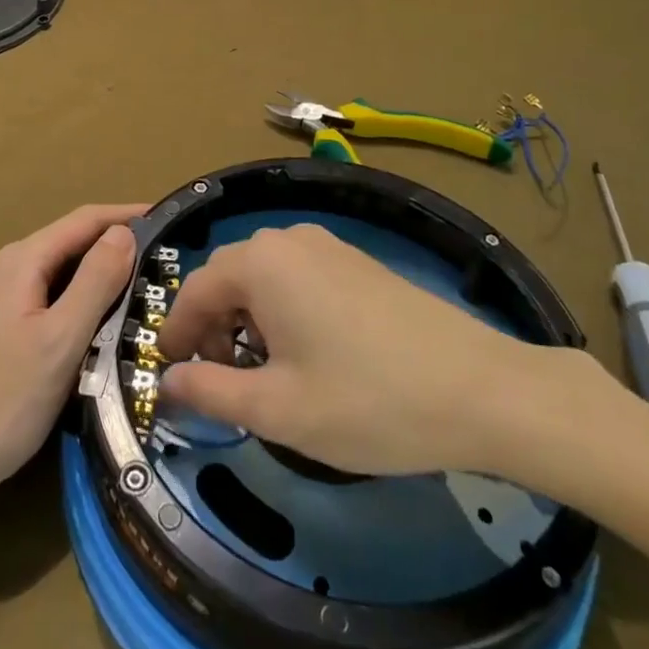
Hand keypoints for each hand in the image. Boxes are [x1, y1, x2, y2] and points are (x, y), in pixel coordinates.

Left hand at [0, 203, 144, 514]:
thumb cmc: (1, 402)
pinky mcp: (6, 326)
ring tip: (152, 287)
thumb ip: (95, 282)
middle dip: (121, 244)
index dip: (129, 215)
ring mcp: (6, 297)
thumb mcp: (59, 340)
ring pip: (67, 272)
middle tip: (170, 259)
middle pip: (76, 242)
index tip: (172, 220)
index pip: (86, 219)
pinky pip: (56, 297)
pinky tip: (111, 321)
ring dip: (106, 274)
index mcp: (24, 260)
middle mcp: (13, 267)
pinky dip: (88, 300)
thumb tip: (125, 233)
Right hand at [158, 223, 621, 489]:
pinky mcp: (357, 261)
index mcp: (260, 262)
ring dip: (246, 319)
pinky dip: (281, 310)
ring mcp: (328, 245)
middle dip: (211, 327)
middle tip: (214, 380)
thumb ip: (210, 392)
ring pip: (263, 277)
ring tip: (260, 373)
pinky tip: (304, 354)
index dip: (175, 333)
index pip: (194, 290)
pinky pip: (297, 276)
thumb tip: (167, 381)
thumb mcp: (277, 409)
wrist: (480, 389)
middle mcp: (289, 239)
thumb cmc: (368, 401)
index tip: (169, 374)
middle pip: (228, 278)